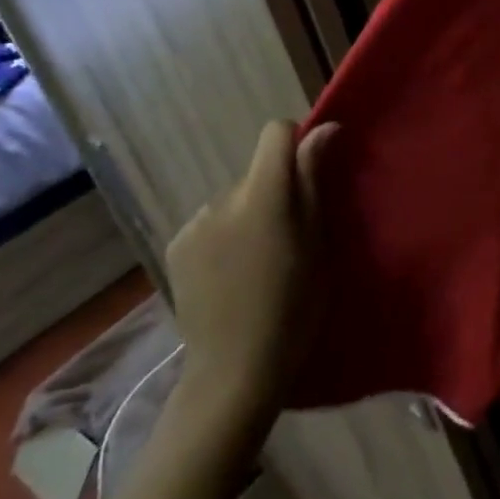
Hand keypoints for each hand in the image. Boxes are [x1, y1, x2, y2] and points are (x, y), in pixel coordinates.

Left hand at [165, 119, 336, 439]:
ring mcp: (193, 222)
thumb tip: (325, 128)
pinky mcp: (175, 246)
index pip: (275, 133)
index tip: (310, 174)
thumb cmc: (295, 306)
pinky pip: (210, 222)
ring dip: (248, 214)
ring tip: (258, 261)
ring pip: (233, 199)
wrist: (236, 370)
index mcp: (263, 195)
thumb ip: (314, 180)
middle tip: (290, 235)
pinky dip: (224, 235)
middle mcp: (222, 198)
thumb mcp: (318, 242)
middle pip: (256, 171)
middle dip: (274, 190)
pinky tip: (231, 273)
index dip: (296, 143)